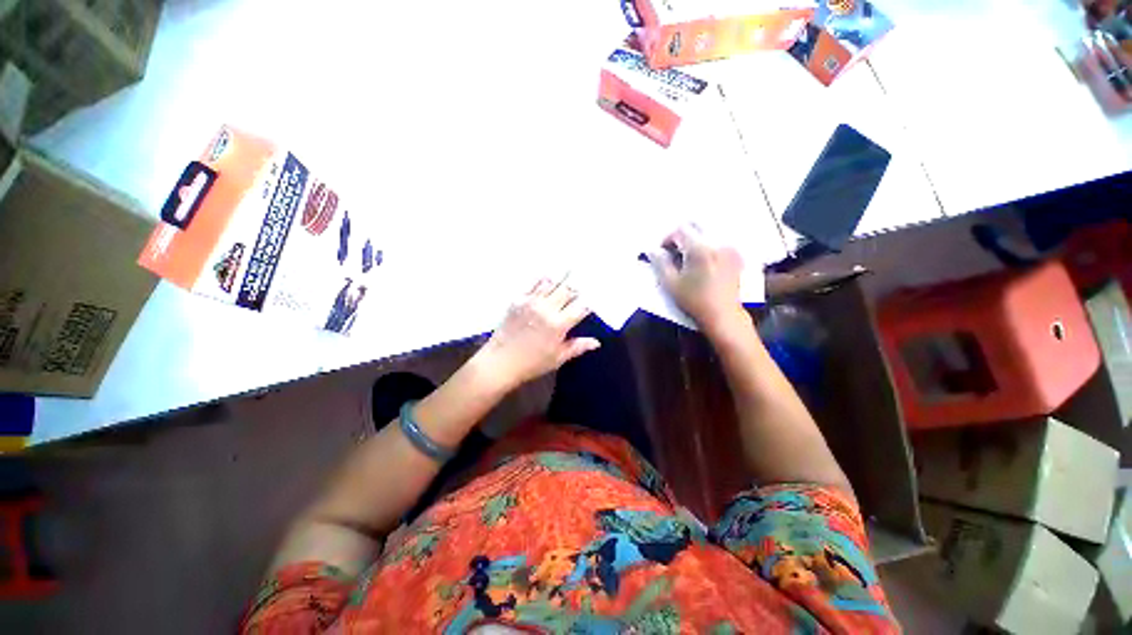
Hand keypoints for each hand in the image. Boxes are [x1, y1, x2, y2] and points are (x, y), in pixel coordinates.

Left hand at [475, 277, 600, 389]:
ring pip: (551, 283)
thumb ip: (577, 347)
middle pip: (567, 290)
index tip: (592, 299)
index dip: (588, 302)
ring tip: (569, 269)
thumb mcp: (558, 358)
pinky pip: (532, 284)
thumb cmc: (532, 363)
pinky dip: (542, 279)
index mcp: (558, 324)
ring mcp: (531, 302)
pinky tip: (548, 274)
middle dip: (576, 285)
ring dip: (561, 277)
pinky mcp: (518, 300)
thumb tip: (596, 342)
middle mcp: (546, 308)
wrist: (500, 362)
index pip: (580, 307)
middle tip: (583, 278)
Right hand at [648, 225, 748, 335]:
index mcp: (700, 249)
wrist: (722, 315)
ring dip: (694, 240)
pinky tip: (702, 263)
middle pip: (696, 225)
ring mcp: (729, 249)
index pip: (680, 230)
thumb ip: (660, 263)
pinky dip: (707, 246)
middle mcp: (717, 244)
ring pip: (708, 232)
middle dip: (681, 235)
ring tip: (688, 259)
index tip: (663, 252)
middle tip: (674, 251)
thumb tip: (652, 250)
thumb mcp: (671, 284)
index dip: (667, 238)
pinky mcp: (735, 256)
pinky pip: (719, 241)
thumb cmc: (695, 301)